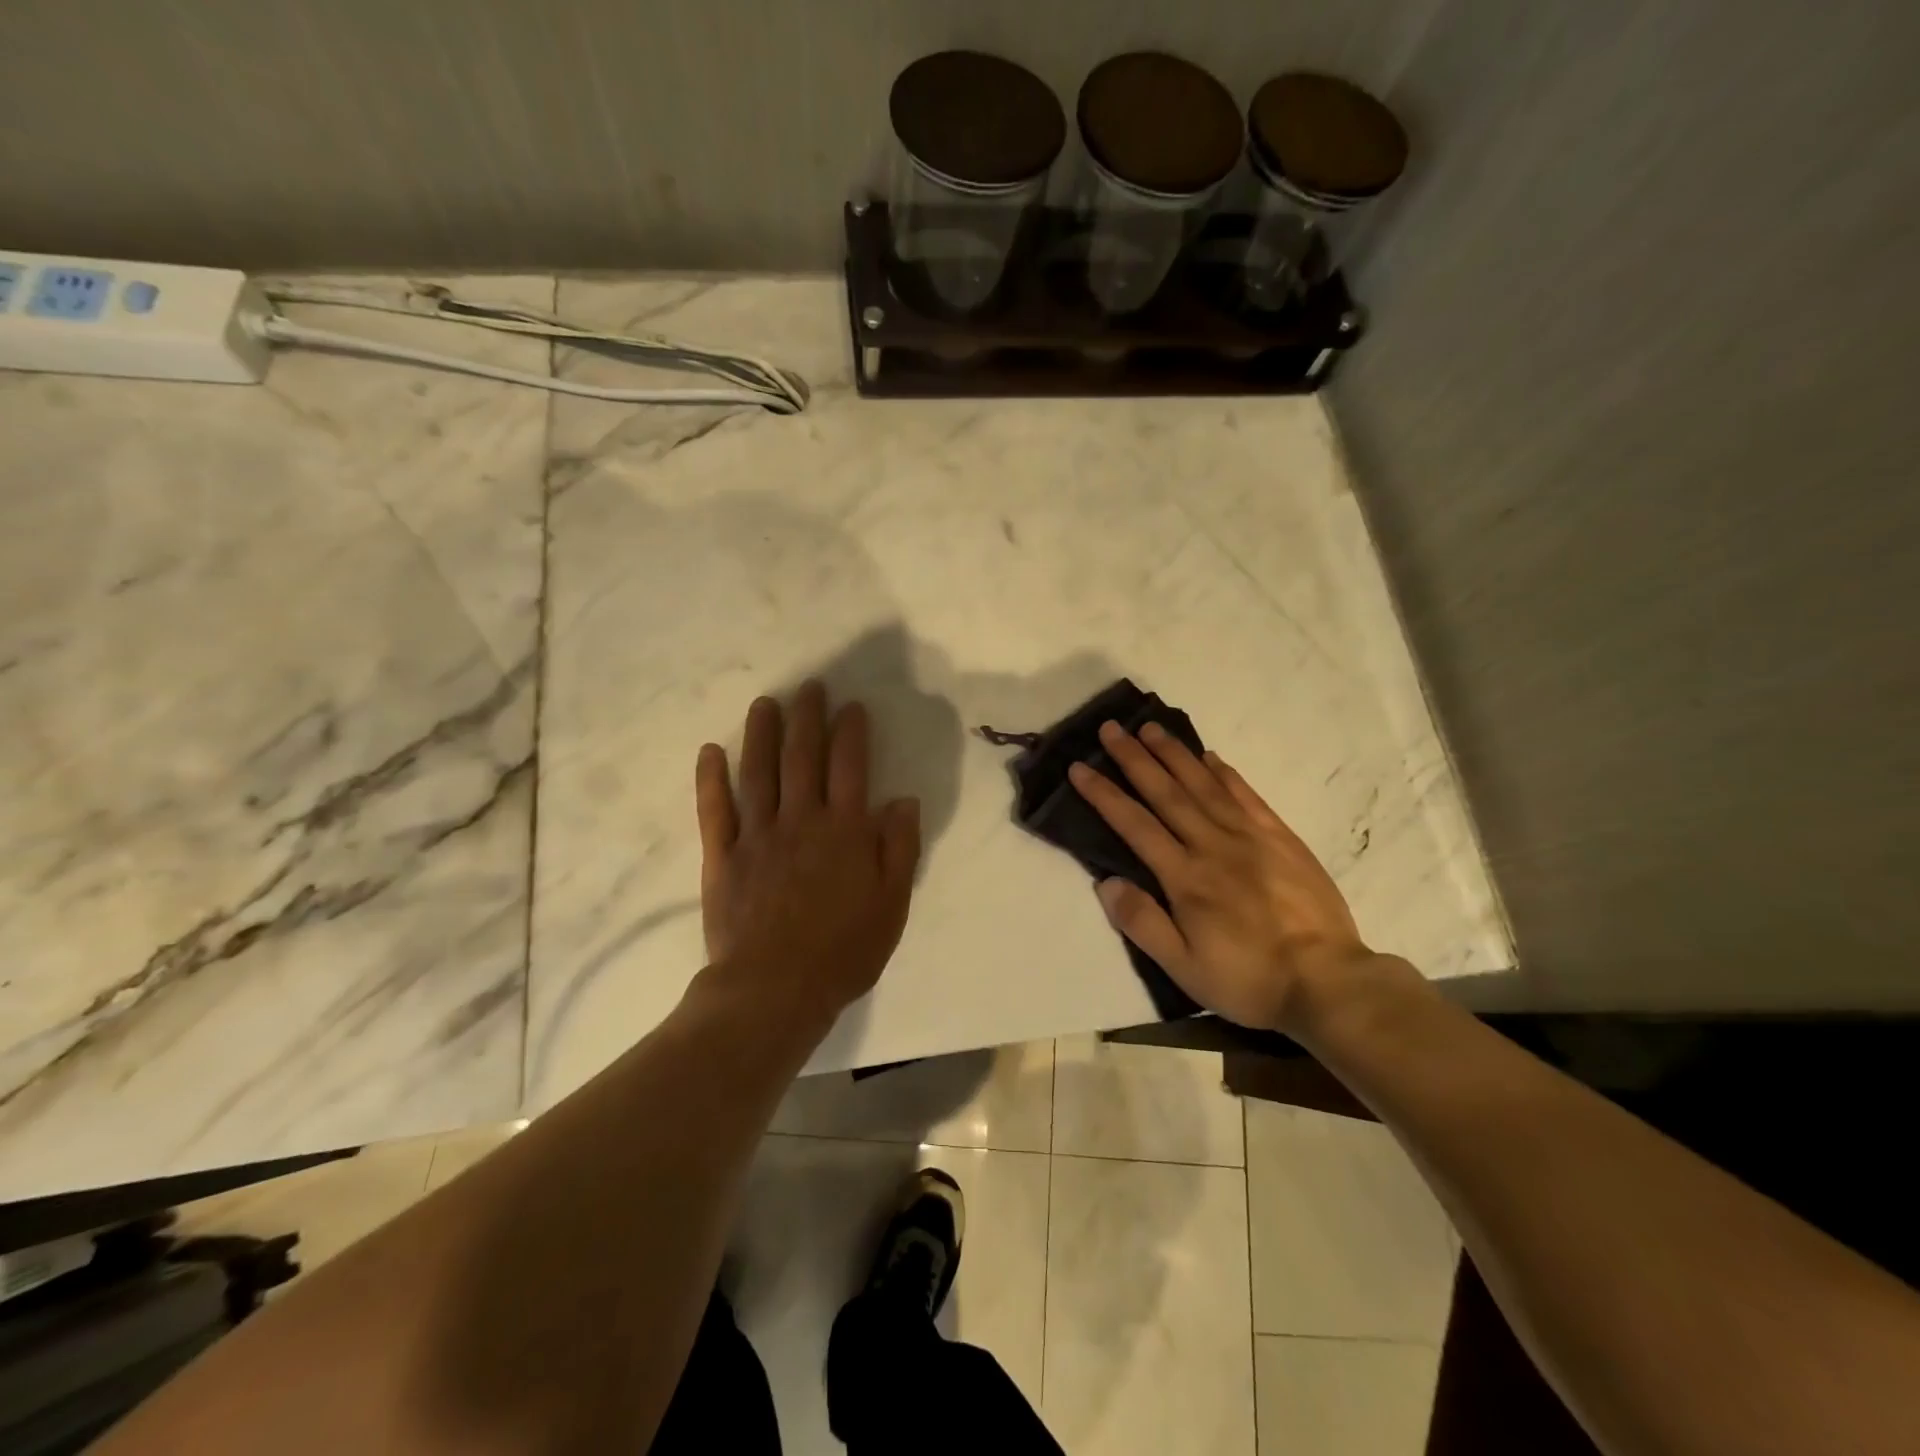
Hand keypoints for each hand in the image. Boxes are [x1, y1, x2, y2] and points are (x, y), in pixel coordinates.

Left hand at [695, 682, 921, 1023]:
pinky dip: (711, 778)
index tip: (851, 707)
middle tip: (809, 686)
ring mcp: (757, 835)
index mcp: (845, 832)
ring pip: (759, 772)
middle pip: (803, 758)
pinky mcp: (722, 856)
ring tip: (765, 702)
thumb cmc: (843, 951)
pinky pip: (715, 809)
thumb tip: (903, 801)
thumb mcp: (891, 905)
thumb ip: (899, 850)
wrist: (775, 990)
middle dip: (807, 718)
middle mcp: (801, 821)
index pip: (850, 767)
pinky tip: (711, 751)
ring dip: (762, 734)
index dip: (852, 732)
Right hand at [1068, 721, 1382, 1033]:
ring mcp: (1250, 837)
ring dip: (1174, 754)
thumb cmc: (1249, 979)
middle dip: (1134, 758)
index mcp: (1185, 877)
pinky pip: (1247, 795)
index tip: (1080, 767)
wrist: (1328, 981)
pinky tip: (1210, 757)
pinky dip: (1225, 773)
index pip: (1135, 825)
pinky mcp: (1281, 838)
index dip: (1104, 794)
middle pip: (1166, 793)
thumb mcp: (1184, 968)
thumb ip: (1142, 923)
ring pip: (1204, 785)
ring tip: (1150, 727)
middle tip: (1111, 728)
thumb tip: (1106, 882)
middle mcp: (1212, 845)